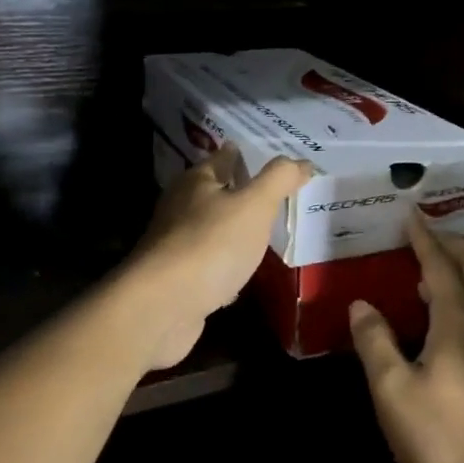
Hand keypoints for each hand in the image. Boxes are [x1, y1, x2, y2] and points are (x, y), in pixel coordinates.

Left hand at [131, 146, 312, 370]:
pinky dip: (225, 265)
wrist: (161, 307)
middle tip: (276, 195)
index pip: (225, 157)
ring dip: (234, 230)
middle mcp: (180, 207)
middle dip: (242, 192)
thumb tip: (302, 161)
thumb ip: (279, 179)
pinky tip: (242, 274)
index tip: (273, 160)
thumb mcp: (254, 205)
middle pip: (216, 192)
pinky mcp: (176, 279)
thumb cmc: (211, 244)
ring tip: (265, 232)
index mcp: (196, 181)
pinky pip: (209, 264)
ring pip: (212, 229)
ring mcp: (175, 244)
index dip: (248, 155)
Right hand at [350, 212, 463, 462]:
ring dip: (462, 276)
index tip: (412, 213)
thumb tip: (362, 305)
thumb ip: (376, 343)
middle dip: (455, 244)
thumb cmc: (444, 437)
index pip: (441, 265)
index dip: (425, 237)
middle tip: (430, 232)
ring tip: (431, 278)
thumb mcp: (393, 391)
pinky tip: (447, 333)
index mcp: (458, 322)